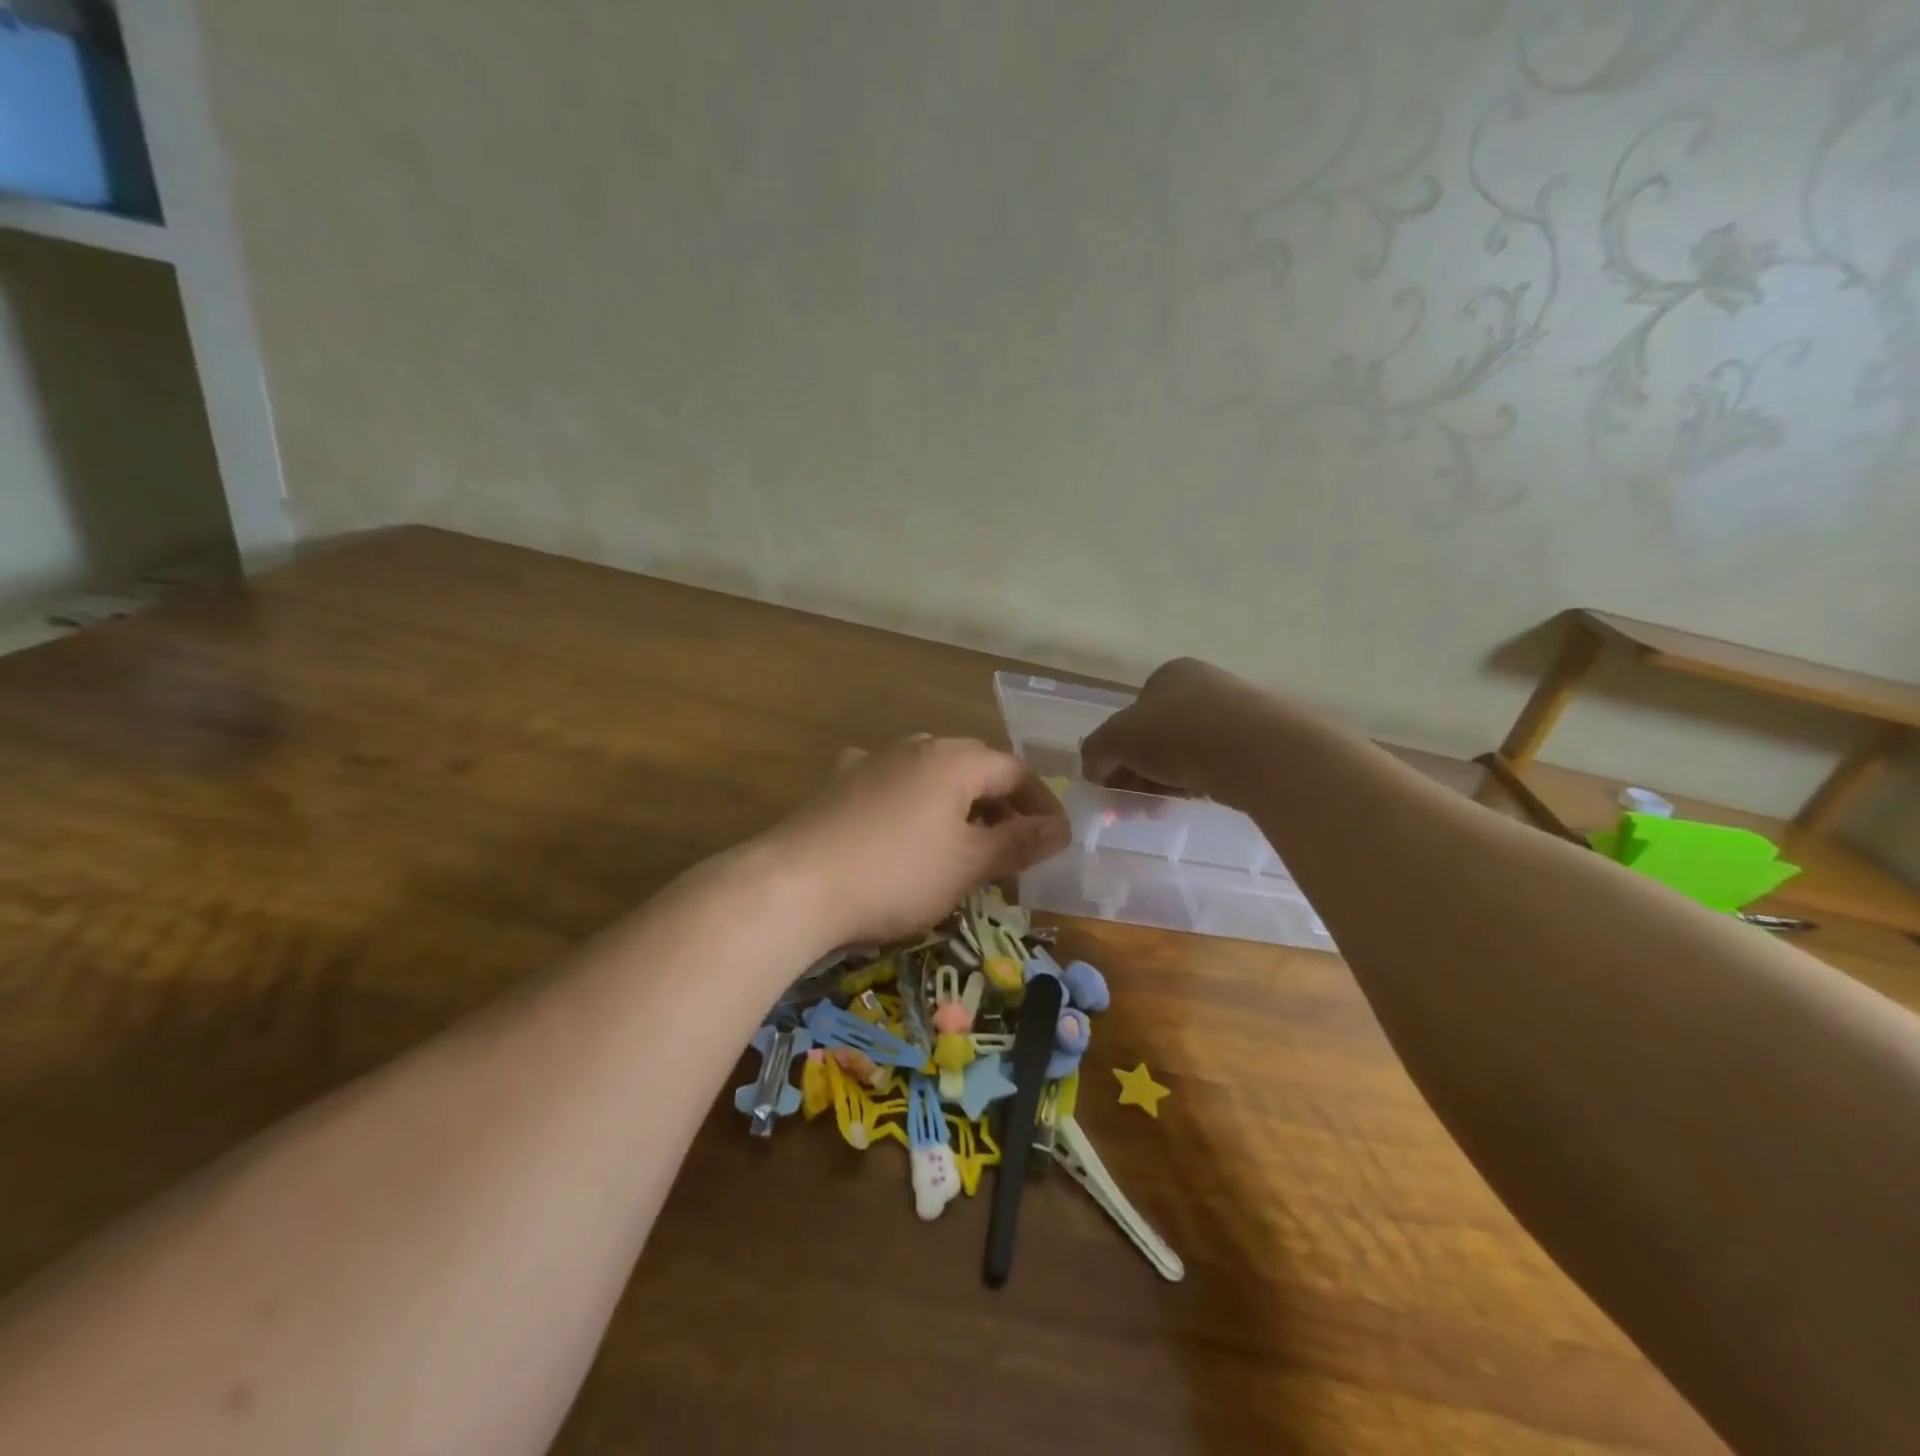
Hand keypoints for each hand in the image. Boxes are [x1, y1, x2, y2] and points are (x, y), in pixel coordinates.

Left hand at [768, 735, 1070, 945]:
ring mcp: (871, 761)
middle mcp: (915, 746)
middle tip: (1012, 846)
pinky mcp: (839, 782)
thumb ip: (1018, 843)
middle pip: (974, 767)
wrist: (795, 885)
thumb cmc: (897, 874)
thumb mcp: (968, 864)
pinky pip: (889, 782)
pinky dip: (909, 801)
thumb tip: (1062, 829)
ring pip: (930, 773)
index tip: (1056, 841)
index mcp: (954, 760)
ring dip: (956, 802)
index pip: (1016, 771)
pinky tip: (900, 823)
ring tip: (962, 840)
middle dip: (1000, 804)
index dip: (1042, 804)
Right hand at [1080, 658, 1267, 802]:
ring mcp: (1232, 715)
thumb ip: (1095, 751)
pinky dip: (1191, 785)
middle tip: (1127, 806)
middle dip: (1134, 773)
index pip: (1129, 715)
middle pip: (1153, 738)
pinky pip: (1210, 766)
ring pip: (1180, 755)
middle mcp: (1201, 687)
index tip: (1109, 785)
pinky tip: (1184, 804)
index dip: (1114, 752)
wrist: (1258, 753)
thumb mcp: (1117, 738)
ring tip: (1152, 811)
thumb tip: (1093, 769)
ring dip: (1158, 783)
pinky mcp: (1254, 744)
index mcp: (1168, 675)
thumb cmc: (1178, 733)